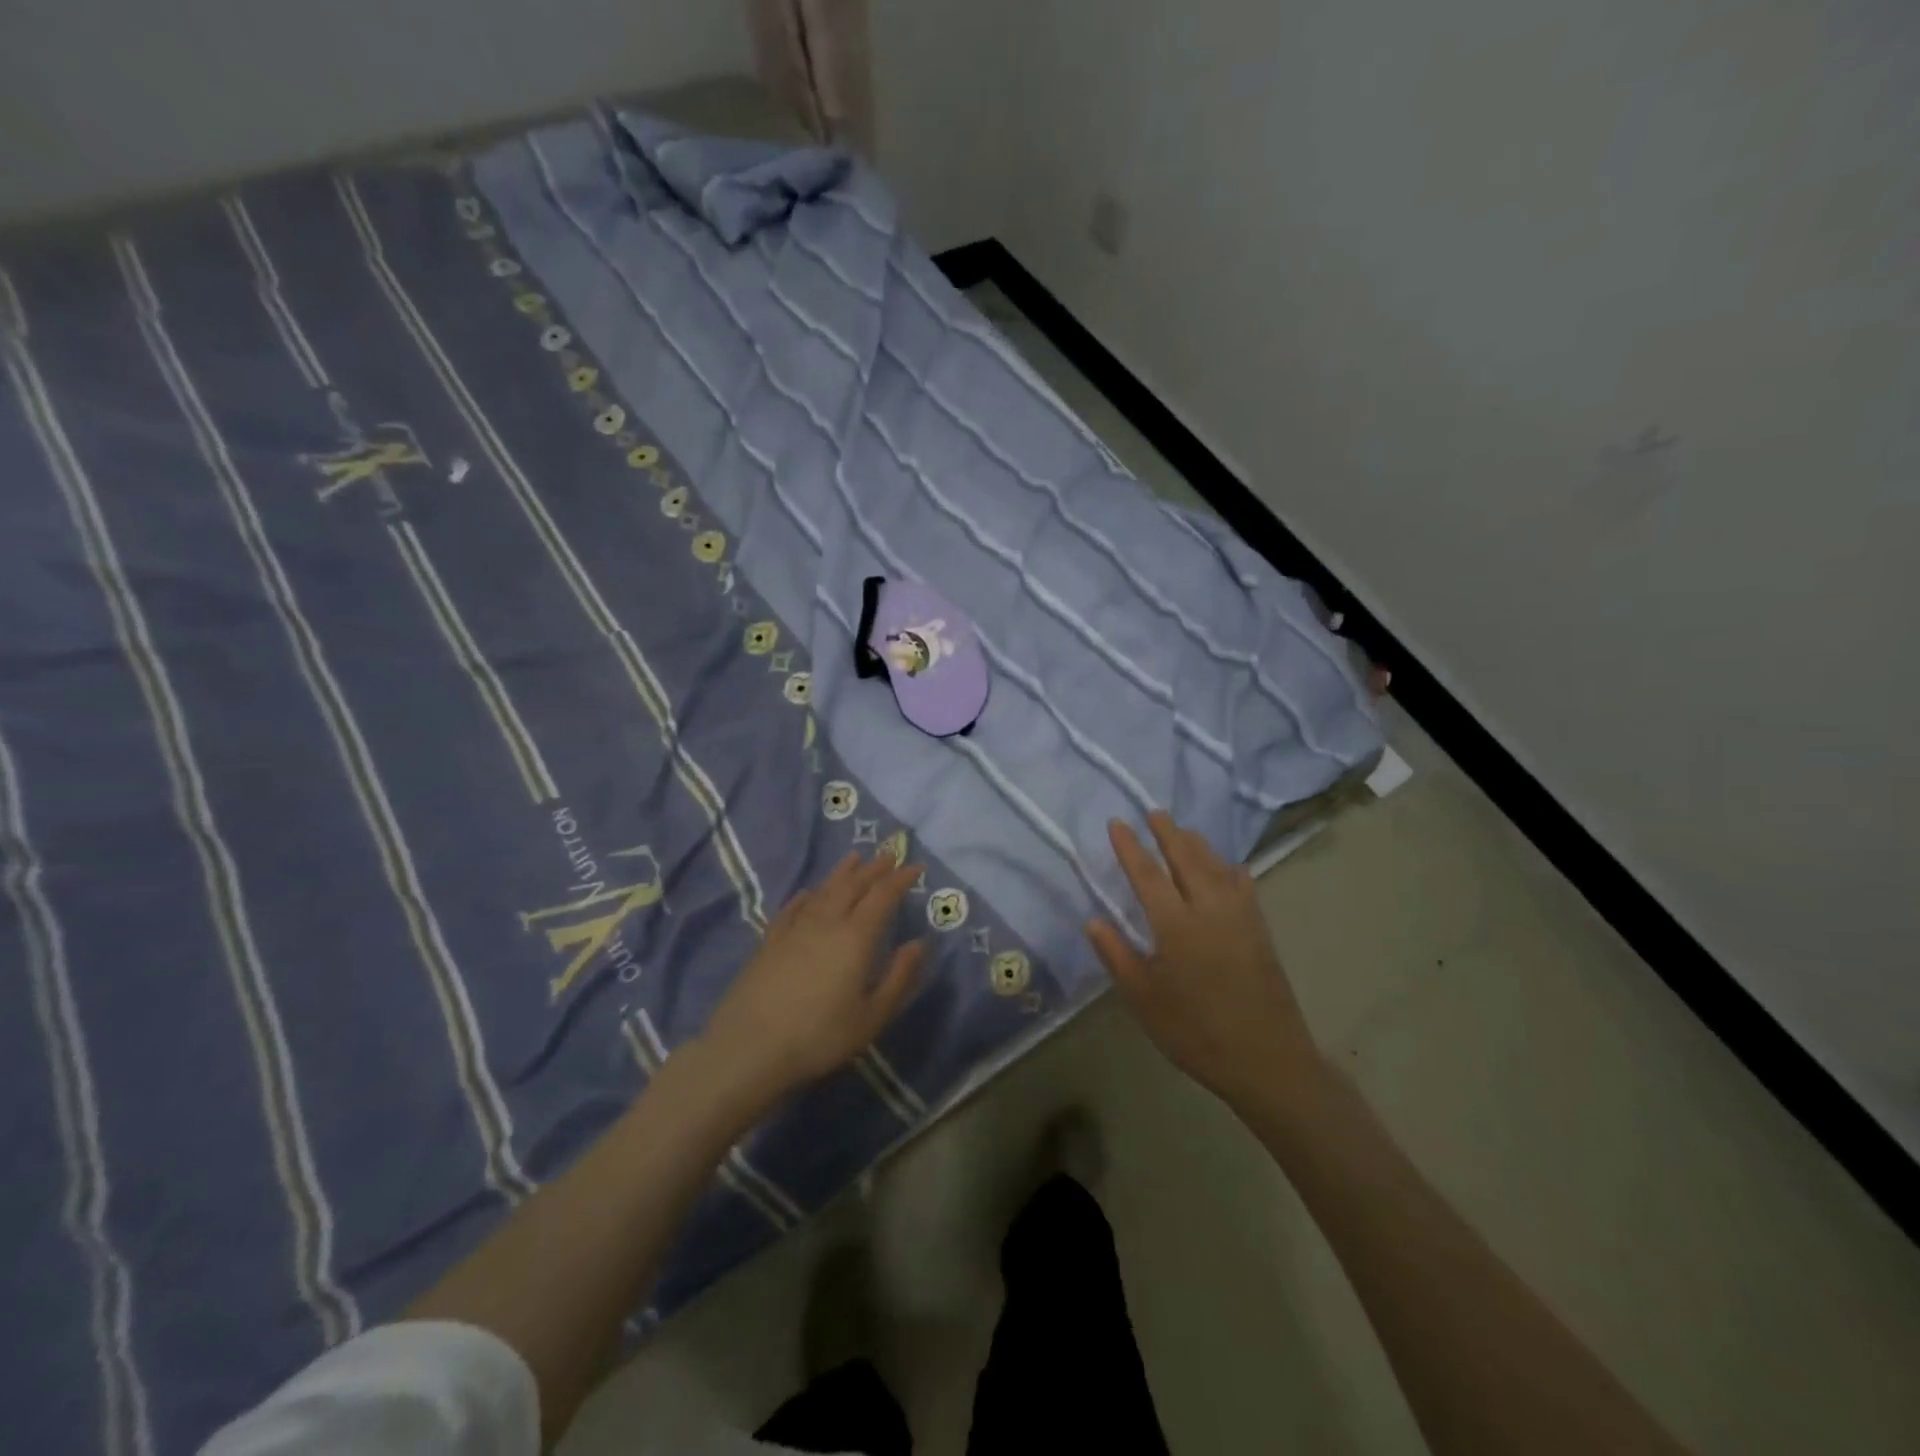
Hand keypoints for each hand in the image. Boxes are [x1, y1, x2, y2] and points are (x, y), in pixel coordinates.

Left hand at [699, 851, 925, 1108]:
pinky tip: (808, 892)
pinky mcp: (770, 942)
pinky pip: (792, 909)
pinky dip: (804, 897)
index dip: (901, 879)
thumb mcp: (872, 1016)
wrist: (750, 1047)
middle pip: (853, 886)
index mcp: (856, 937)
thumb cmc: (820, 1036)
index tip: (916, 866)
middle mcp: (827, 923)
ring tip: (855, 858)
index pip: (883, 895)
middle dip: (874, 868)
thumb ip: (899, 977)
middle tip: (889, 854)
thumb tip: (920, 943)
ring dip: (842, 873)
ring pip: (823, 891)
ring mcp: (795, 930)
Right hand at [1086, 812, 1319, 1107]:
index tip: (1117, 823)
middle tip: (1153, 812)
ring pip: (1216, 865)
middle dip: (1167, 832)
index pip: (1147, 873)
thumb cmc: (1195, 1032)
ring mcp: (1240, 916)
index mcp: (1176, 925)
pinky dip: (1228, 867)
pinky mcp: (1260, 929)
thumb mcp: (1143, 999)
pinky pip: (1242, 883)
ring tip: (1183, 830)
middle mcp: (1210, 909)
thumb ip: (1116, 955)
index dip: (1130, 847)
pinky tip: (1227, 867)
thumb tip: (1093, 920)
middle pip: (1186, 858)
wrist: (1267, 1059)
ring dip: (1197, 843)